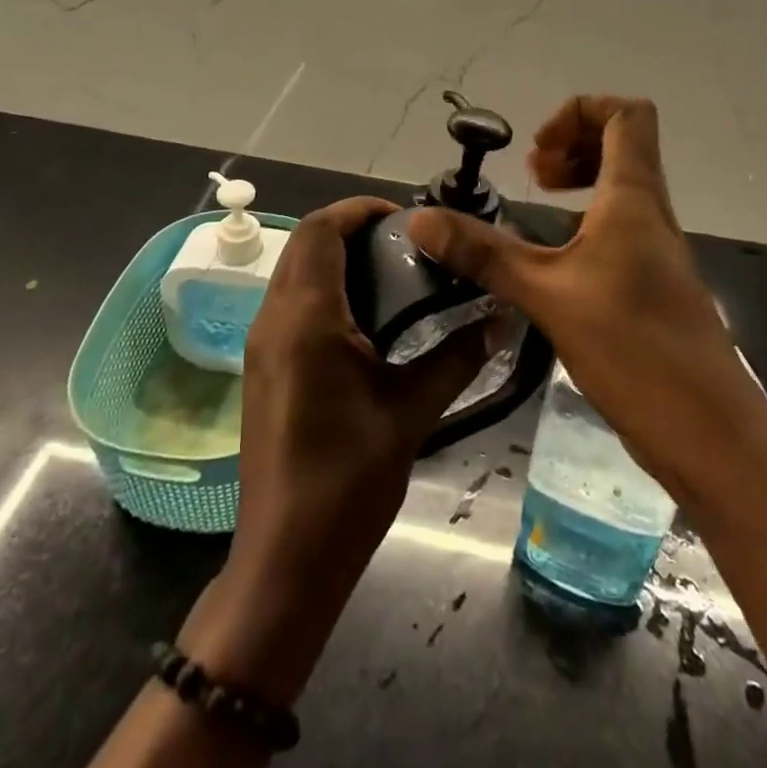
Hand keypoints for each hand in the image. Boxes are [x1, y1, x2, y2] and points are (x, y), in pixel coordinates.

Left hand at [192, 196, 491, 704]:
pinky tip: (367, 319)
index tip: (405, 217)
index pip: (321, 230)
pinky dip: (324, 288)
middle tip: (406, 244)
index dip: (360, 210)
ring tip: (393, 274)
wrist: (286, 557)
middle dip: (351, 229)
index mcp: (305, 318)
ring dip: (336, 258)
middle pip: (305, 243)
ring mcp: (262, 344)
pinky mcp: (263, 366)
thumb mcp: (411, 412)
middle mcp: (274, 318)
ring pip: (294, 271)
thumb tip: (504, 318)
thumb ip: (457, 357)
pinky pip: (290, 302)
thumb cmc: (348, 481)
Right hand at [406, 96, 738, 499]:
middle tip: (533, 176)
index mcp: (634, 197)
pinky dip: (586, 221)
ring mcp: (657, 249)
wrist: (710, 432)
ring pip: (622, 186)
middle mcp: (651, 212)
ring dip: (579, 182)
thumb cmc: (633, 348)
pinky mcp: (653, 284)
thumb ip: (484, 254)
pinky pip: (620, 226)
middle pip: (623, 143)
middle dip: (572, 144)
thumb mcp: (547, 294)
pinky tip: (555, 260)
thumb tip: (419, 220)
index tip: (537, 153)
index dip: (580, 112)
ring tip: (538, 206)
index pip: (626, 114)